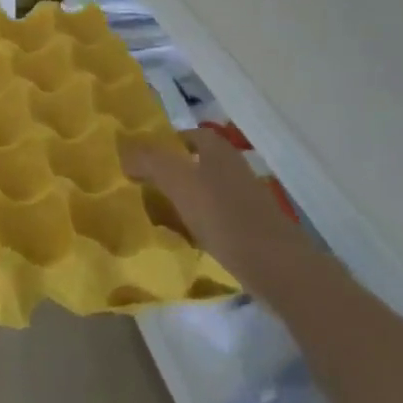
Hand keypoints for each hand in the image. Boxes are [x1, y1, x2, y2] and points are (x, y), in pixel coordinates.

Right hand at [124, 129, 308, 288]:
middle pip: (195, 163)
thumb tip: (124, 151)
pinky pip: (216, 218)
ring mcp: (246, 200)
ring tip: (158, 215)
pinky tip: (185, 240)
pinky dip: (199, 224)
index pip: (186, 135)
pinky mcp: (252, 229)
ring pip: (205, 191)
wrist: (277, 268)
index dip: (163, 144)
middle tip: (143, 187)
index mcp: (218, 150)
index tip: (140, 160)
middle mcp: (233, 168)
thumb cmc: (223, 215)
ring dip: (183, 200)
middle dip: (171, 173)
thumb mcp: (177, 181)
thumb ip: (148, 160)